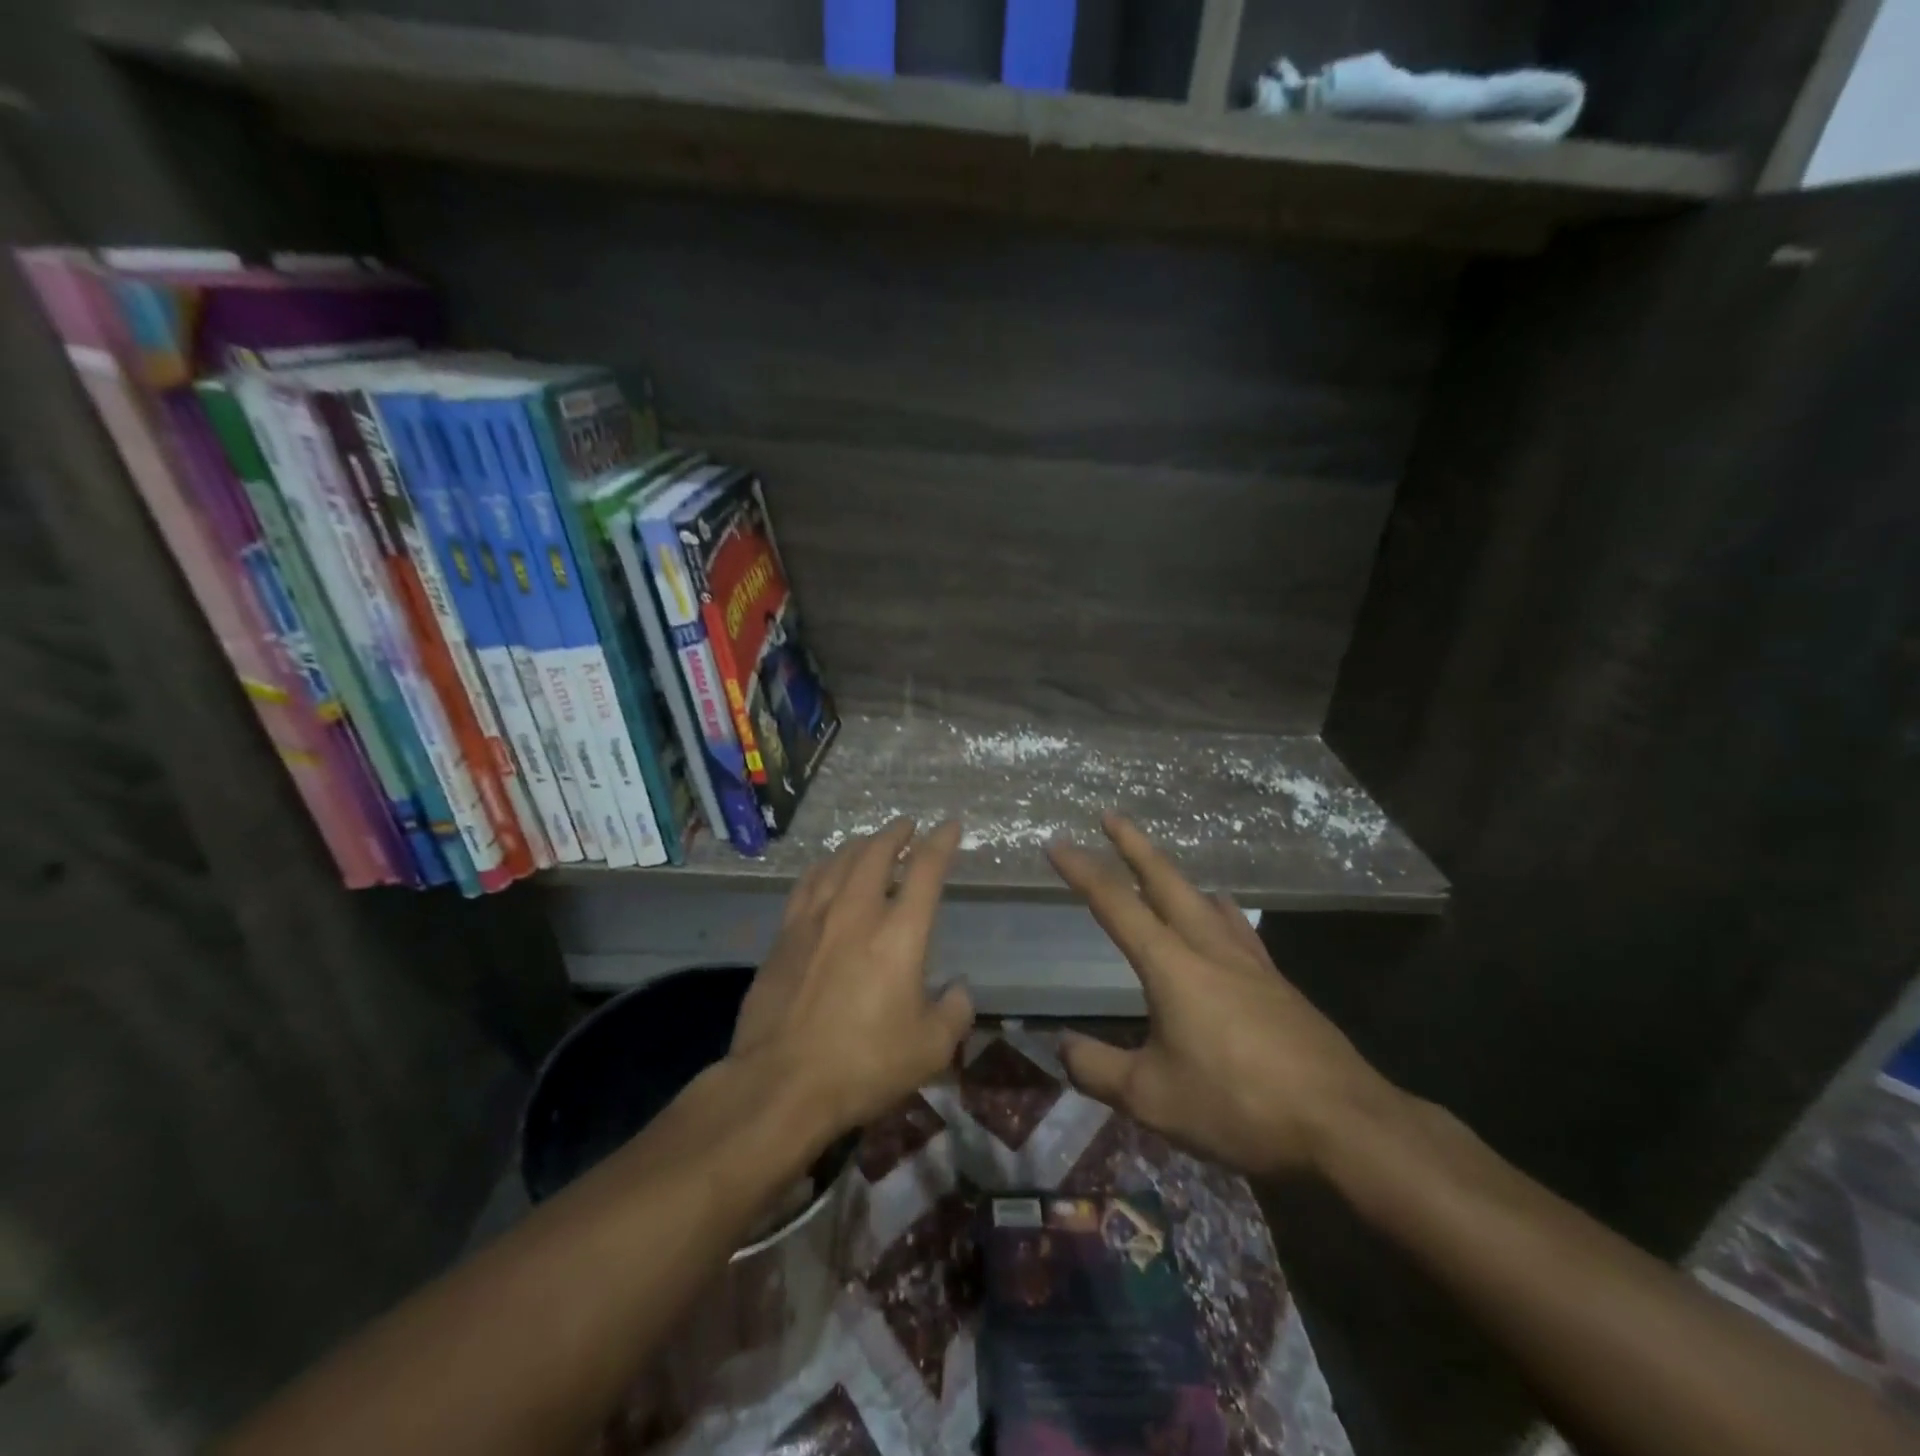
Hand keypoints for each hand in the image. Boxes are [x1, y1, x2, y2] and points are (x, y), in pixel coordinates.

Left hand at [730, 817, 973, 1138]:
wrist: (781, 1082)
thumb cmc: (864, 1064)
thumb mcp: (930, 1049)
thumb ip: (954, 1013)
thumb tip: (960, 989)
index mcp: (900, 933)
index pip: (925, 870)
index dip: (941, 842)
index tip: (950, 826)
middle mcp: (857, 912)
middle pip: (876, 853)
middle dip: (895, 834)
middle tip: (906, 827)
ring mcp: (815, 920)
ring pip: (838, 862)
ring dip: (859, 845)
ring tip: (869, 842)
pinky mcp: (784, 936)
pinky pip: (806, 884)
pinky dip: (823, 867)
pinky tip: (824, 870)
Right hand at [1046, 815, 1401, 1175]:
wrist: (1344, 1124)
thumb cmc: (1238, 1105)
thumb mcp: (1152, 1098)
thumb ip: (1098, 1069)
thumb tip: (1062, 1047)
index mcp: (1172, 965)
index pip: (1115, 904)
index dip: (1082, 871)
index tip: (1057, 844)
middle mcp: (1209, 948)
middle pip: (1166, 881)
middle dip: (1134, 845)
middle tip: (1111, 817)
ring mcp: (1250, 962)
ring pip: (1205, 900)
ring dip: (1176, 877)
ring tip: (1162, 871)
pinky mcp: (1278, 984)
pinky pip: (1238, 928)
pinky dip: (1218, 911)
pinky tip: (1224, 921)